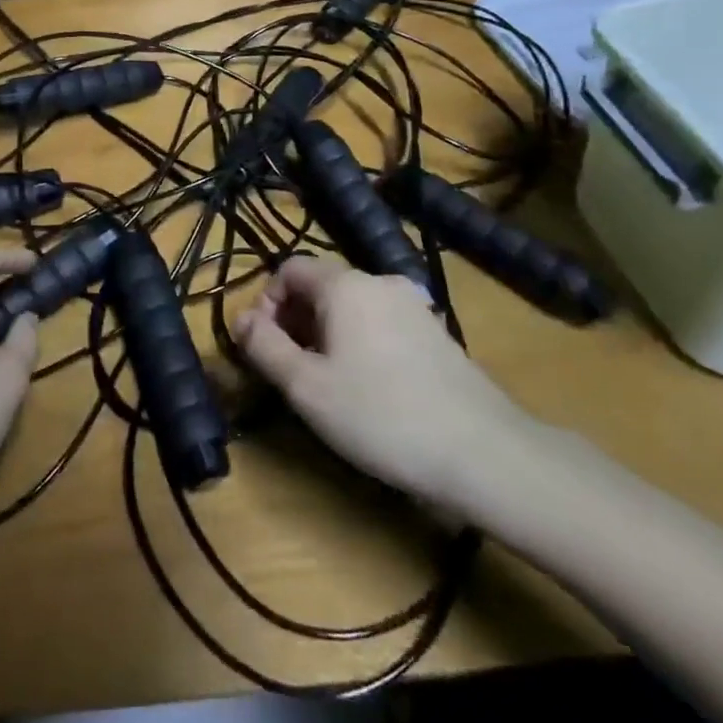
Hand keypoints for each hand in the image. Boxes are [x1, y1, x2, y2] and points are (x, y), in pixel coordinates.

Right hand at [235, 256, 537, 519]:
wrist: (482, 452)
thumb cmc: (380, 415)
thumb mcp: (306, 387)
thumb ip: (264, 347)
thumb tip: (240, 319)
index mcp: (345, 284)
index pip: (289, 269)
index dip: (266, 303)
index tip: (265, 347)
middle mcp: (380, 281)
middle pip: (320, 285)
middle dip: (294, 320)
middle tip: (291, 369)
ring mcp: (414, 305)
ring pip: (351, 306)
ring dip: (326, 333)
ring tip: (328, 382)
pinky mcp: (436, 332)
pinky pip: (381, 322)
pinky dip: (360, 341)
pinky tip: (369, 387)